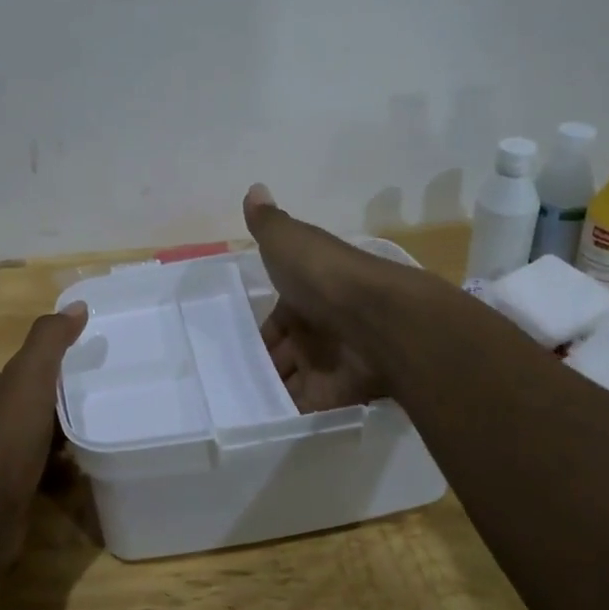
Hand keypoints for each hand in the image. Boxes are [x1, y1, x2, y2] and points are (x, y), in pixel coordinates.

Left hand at [0, 303, 86, 561]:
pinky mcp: (11, 494)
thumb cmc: (6, 436)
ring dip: (64, 438)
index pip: (26, 372)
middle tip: (104, 401)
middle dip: (63, 404)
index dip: (55, 367)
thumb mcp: (30, 376)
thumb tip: (76, 306)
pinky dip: (62, 471)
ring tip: (102, 434)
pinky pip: (43, 473)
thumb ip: (50, 340)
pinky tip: (85, 472)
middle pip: (33, 406)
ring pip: (38, 441)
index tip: (90, 367)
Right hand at [244, 184, 387, 412]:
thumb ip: (268, 223)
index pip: (277, 317)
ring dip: (271, 390)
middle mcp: (320, 328)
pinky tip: (259, 421)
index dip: (258, 331)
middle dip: (262, 364)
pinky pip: (308, 407)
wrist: (380, 319)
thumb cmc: (325, 276)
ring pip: (293, 379)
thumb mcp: (288, 241)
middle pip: (285, 351)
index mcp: (307, 293)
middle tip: (228, 380)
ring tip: (235, 405)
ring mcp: (331, 361)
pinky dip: (287, 414)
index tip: (232, 345)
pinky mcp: (339, 393)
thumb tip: (254, 188)